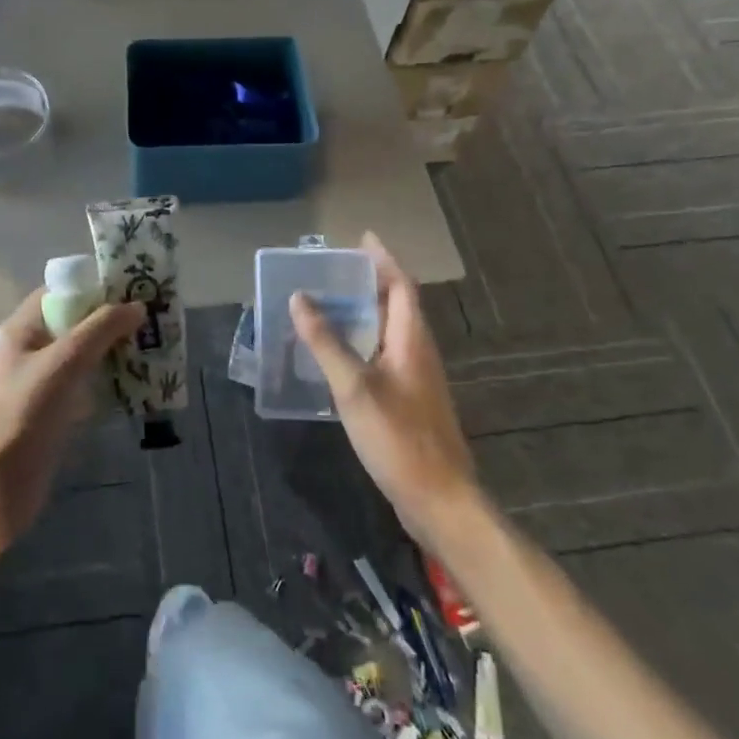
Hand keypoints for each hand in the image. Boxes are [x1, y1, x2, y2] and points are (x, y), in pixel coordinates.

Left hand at [0, 291, 142, 534]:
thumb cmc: (25, 413)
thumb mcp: (64, 362)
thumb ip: (101, 329)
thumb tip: (137, 306)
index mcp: (23, 328)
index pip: (61, 292)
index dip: (94, 287)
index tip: (132, 288)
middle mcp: (32, 349)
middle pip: (76, 322)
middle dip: (112, 319)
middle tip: (152, 318)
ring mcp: (43, 381)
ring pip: (84, 354)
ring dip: (115, 350)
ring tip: (153, 346)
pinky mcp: (54, 409)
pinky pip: (87, 383)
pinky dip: (109, 379)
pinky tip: (138, 382)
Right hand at [290, 233, 478, 549]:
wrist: (438, 500)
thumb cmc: (398, 438)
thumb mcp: (354, 387)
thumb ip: (326, 342)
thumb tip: (299, 298)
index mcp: (412, 340)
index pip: (401, 286)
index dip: (383, 260)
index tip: (361, 239)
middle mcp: (418, 352)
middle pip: (398, 305)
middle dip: (371, 282)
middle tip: (335, 270)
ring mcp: (416, 378)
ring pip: (391, 331)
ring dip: (366, 312)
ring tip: (331, 303)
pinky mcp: (409, 401)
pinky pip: (385, 355)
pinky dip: (364, 341)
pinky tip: (339, 354)